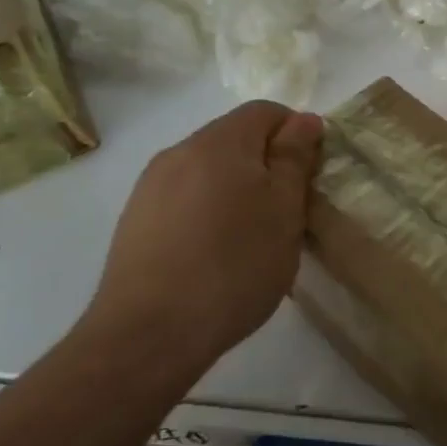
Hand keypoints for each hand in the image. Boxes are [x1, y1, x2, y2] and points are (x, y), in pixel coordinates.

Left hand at [87, 101, 322, 360]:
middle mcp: (179, 152)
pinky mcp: (136, 221)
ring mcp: (150, 187)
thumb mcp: (284, 210)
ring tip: (253, 236)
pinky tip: (216, 253)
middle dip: (267, 164)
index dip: (297, 133)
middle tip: (288, 210)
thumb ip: (295, 158)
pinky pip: (185, 198)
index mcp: (219, 142)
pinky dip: (209, 211)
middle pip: (236, 139)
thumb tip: (303, 120)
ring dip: (238, 189)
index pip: (266, 111)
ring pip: (209, 170)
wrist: (150, 334)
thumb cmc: (235, 266)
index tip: (311, 175)